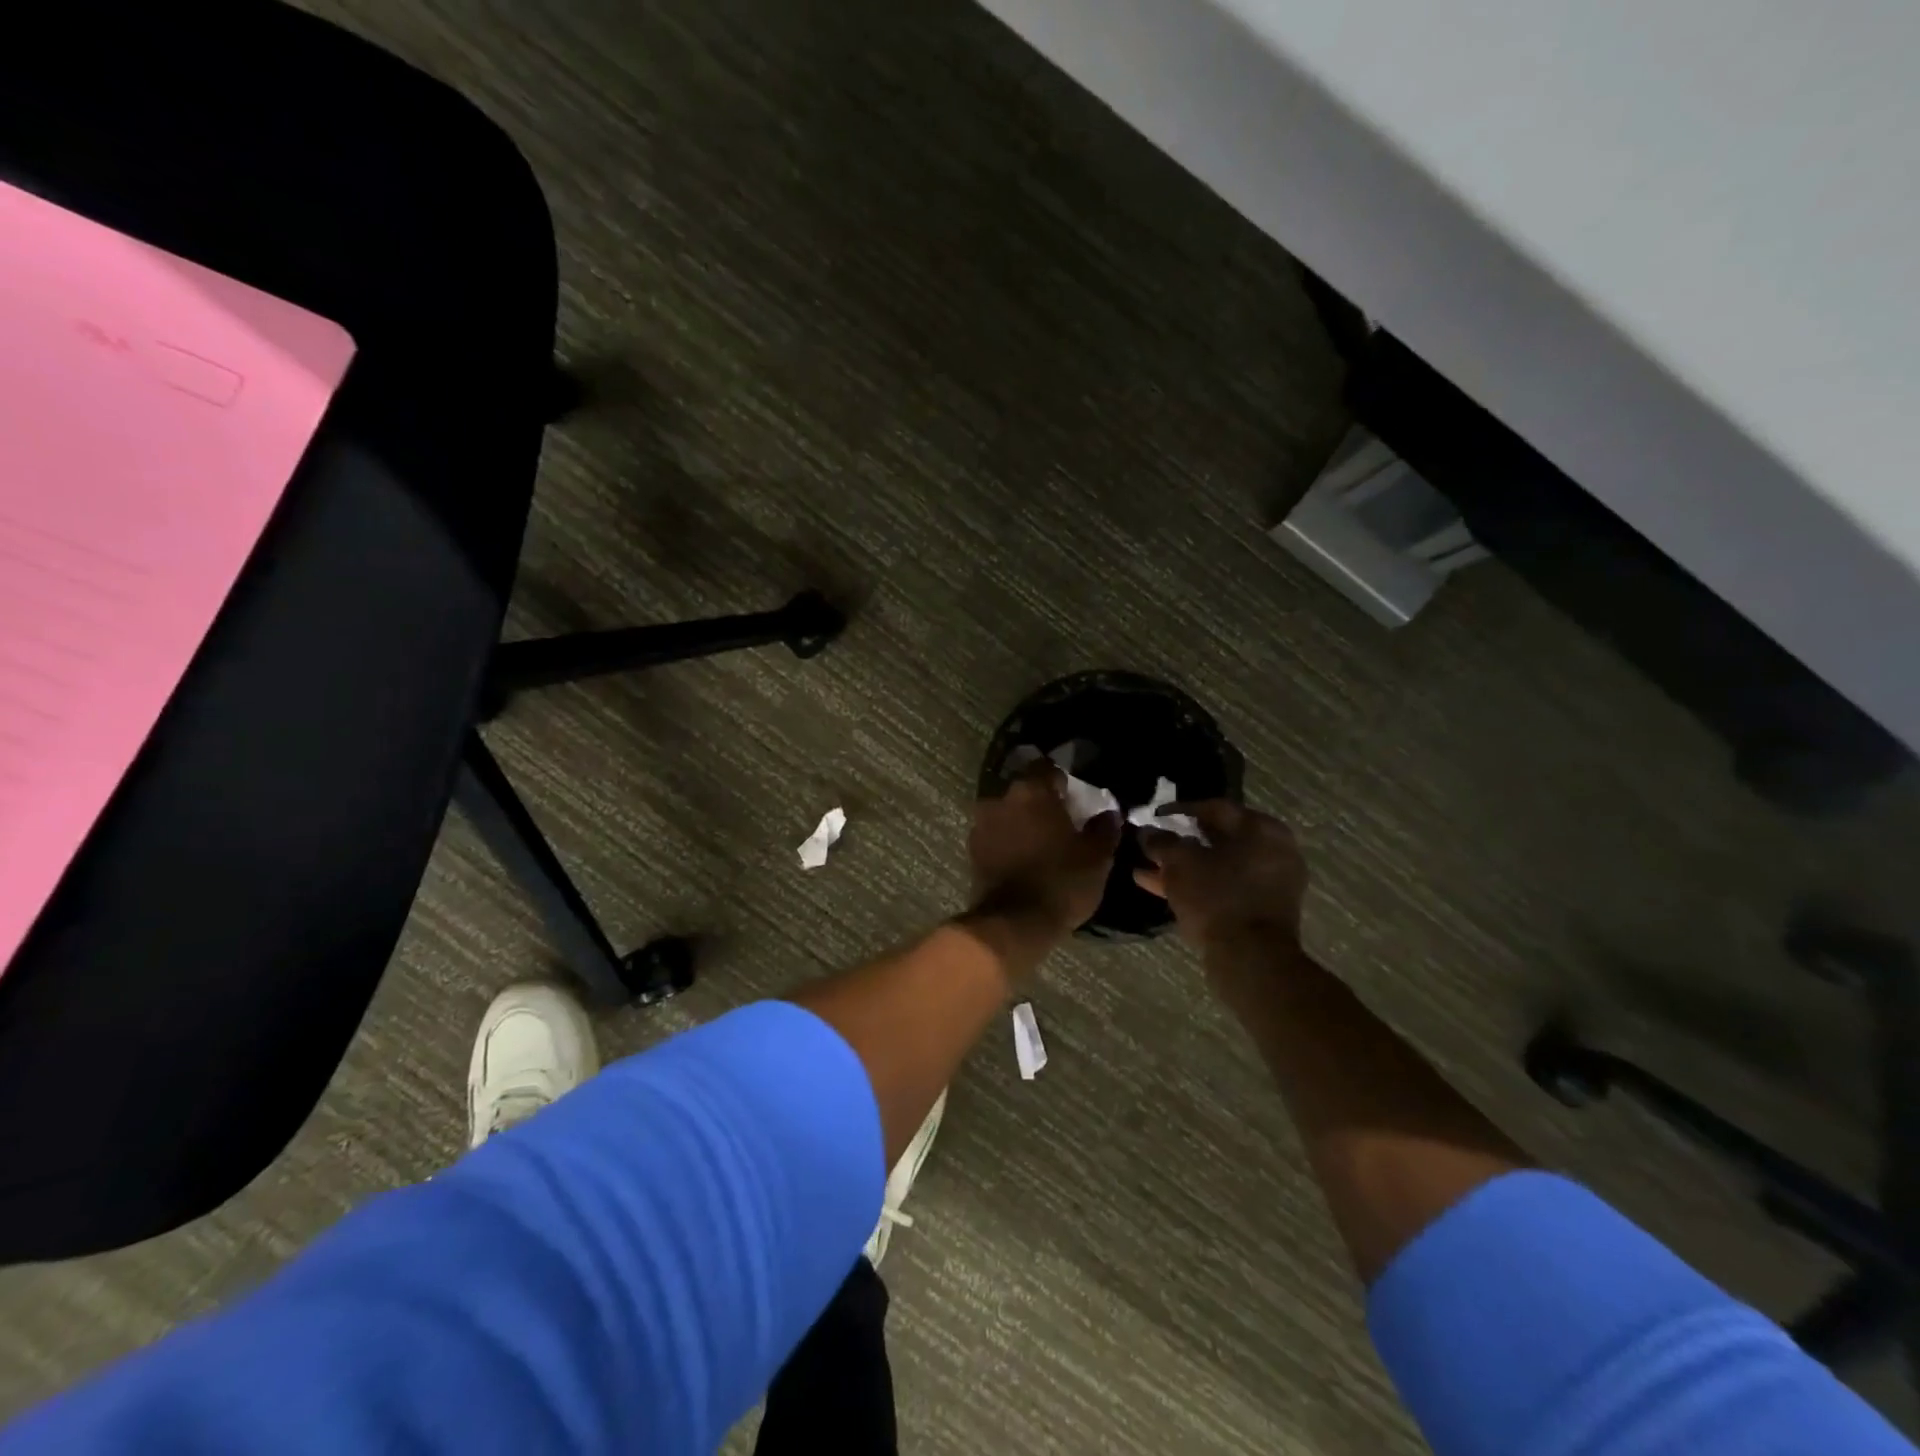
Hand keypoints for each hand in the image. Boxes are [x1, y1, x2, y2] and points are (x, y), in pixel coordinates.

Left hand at [967, 764, 1121, 946]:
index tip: (1075, 796)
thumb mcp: (1097, 857)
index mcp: (1031, 791)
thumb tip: (1108, 813)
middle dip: (1041, 801)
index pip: (1047, 768)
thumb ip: (1104, 828)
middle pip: (1025, 790)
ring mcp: (981, 824)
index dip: (1063, 780)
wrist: (1013, 924)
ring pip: (1008, 812)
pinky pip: (996, 835)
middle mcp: (1000, 799)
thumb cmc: (1061, 882)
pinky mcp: (972, 850)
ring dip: (1022, 821)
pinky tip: (1023, 858)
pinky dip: (1008, 840)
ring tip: (1041, 842)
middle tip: (1061, 821)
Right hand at [1135, 801, 1307, 953]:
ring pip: (1219, 866)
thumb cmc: (1216, 898)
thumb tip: (1147, 831)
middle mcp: (1273, 850)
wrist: (1251, 959)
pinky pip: (1225, 887)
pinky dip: (1199, 885)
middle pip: (1218, 837)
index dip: (1179, 809)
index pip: (1215, 807)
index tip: (1154, 815)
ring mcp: (1271, 882)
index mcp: (1261, 829)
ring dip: (1184, 867)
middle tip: (1153, 843)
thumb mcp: (1179, 863)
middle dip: (1181, 841)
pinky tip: (1162, 888)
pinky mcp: (1263, 909)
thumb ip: (1161, 842)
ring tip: (1147, 869)